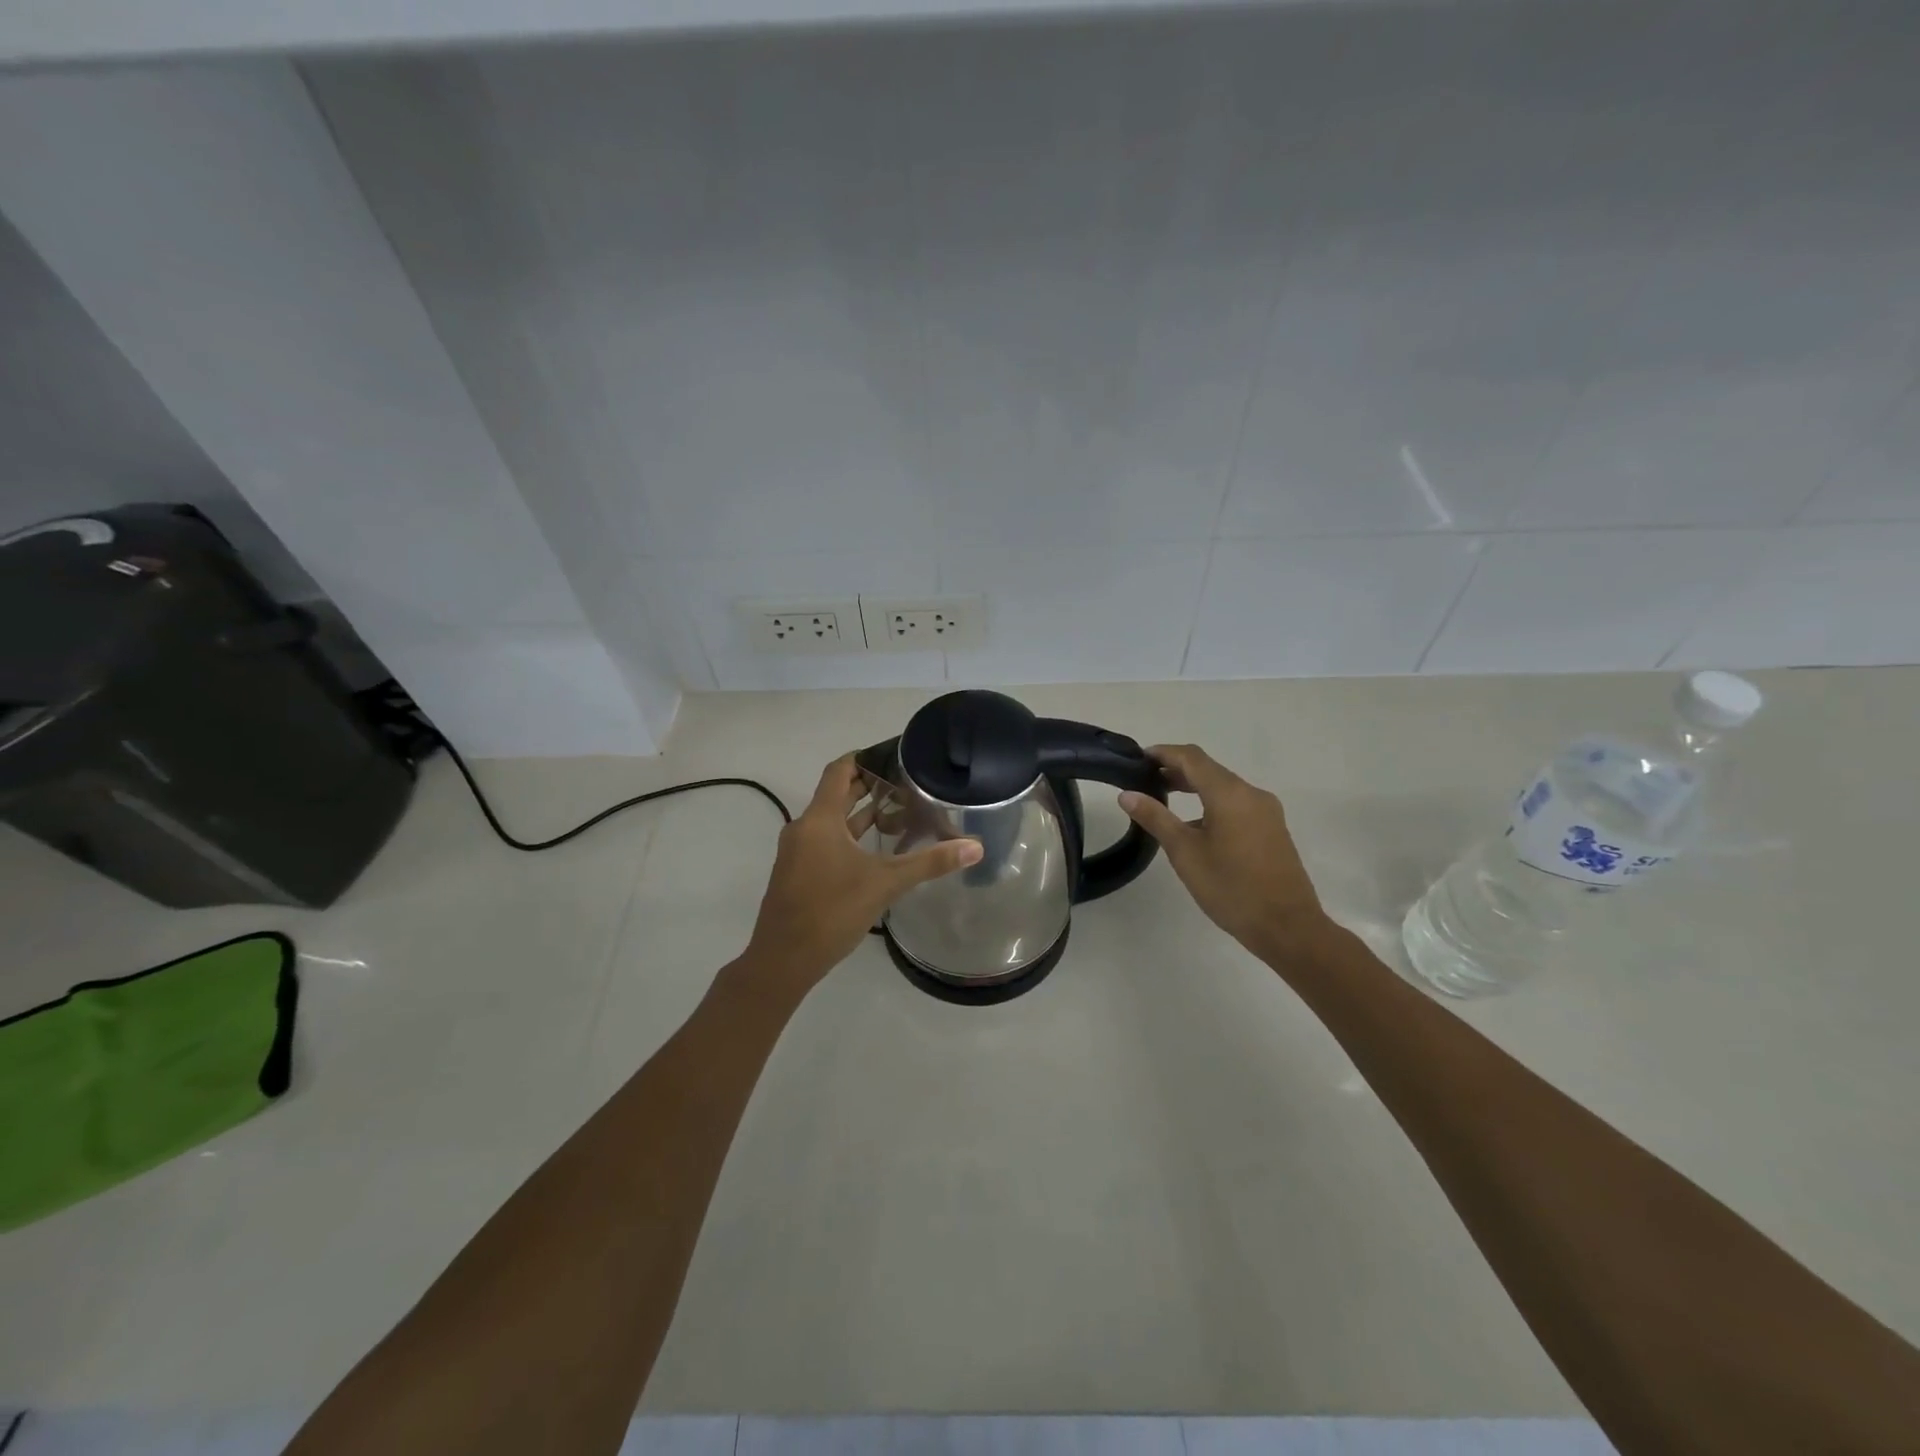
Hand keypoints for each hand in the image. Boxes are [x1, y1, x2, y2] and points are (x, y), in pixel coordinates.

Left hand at [744, 754, 981, 994]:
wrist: (782, 960)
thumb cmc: (831, 912)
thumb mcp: (885, 884)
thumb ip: (930, 863)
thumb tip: (975, 847)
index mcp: (819, 820)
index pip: (840, 770)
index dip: (865, 757)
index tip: (894, 753)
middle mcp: (804, 828)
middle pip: (838, 794)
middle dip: (871, 786)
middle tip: (908, 782)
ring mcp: (798, 852)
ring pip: (832, 821)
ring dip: (862, 814)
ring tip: (900, 812)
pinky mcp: (798, 873)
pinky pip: (826, 841)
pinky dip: (851, 837)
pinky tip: (877, 850)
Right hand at [1119, 744, 1329, 957]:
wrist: (1287, 927)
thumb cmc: (1231, 888)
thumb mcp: (1185, 853)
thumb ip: (1156, 818)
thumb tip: (1127, 794)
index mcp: (1229, 793)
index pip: (1191, 757)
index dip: (1163, 753)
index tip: (1138, 758)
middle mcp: (1251, 793)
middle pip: (1209, 769)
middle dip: (1177, 769)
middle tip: (1145, 779)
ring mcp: (1266, 811)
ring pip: (1224, 787)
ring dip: (1195, 787)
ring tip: (1165, 799)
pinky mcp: (1272, 828)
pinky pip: (1237, 803)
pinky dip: (1212, 803)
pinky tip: (1195, 826)